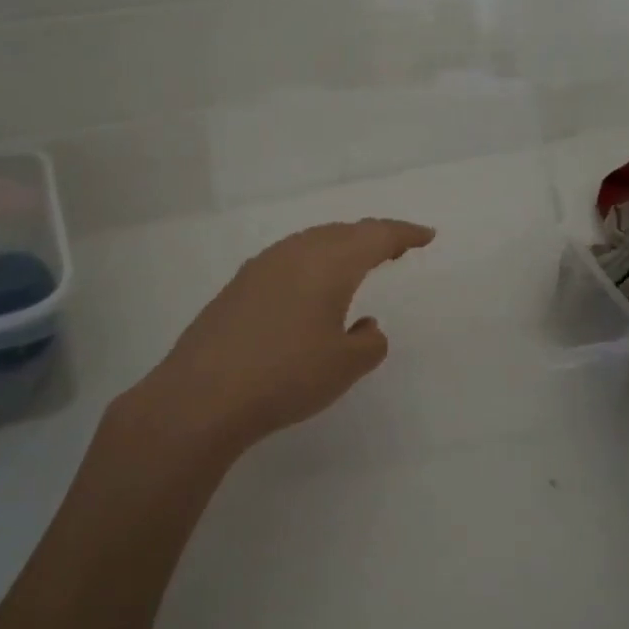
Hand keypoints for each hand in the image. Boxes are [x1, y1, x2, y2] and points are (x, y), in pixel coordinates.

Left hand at [130, 219, 435, 460]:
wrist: (202, 396)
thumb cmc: (285, 376)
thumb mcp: (344, 366)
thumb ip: (368, 343)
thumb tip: (366, 328)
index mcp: (328, 263)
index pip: (376, 236)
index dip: (404, 233)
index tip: (426, 236)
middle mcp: (294, 253)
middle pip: (342, 232)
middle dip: (372, 237)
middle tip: (395, 248)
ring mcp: (261, 267)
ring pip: (311, 242)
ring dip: (339, 248)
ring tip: (356, 264)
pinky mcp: (238, 286)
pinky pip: (287, 259)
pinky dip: (311, 263)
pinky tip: (309, 289)